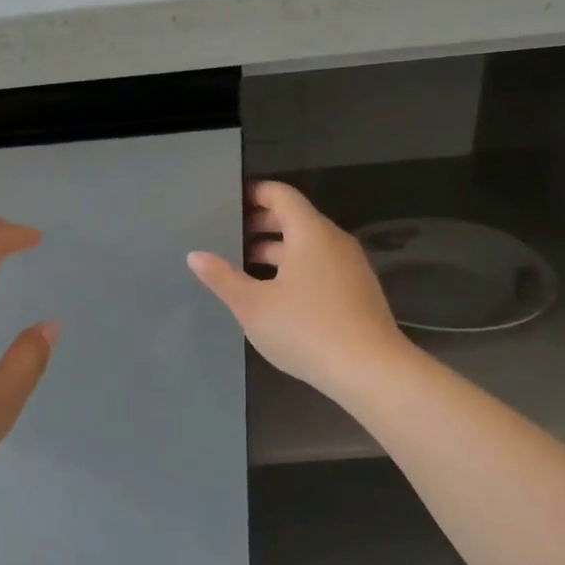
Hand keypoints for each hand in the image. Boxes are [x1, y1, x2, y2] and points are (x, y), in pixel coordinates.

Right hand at [188, 181, 404, 394]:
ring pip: (309, 245)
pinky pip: (321, 266)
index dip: (254, 194)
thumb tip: (195, 255)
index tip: (229, 204)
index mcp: (310, 232)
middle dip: (261, 224)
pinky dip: (296, 268)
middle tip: (229, 236)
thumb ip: (222, 277)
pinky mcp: (358, 292)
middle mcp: (334, 241)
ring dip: (277, 251)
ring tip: (245, 267)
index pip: (280, 195)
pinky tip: (276, 295)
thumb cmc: (305, 328)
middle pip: (295, 218)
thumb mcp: (252, 305)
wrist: (369, 371)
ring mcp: (351, 267)